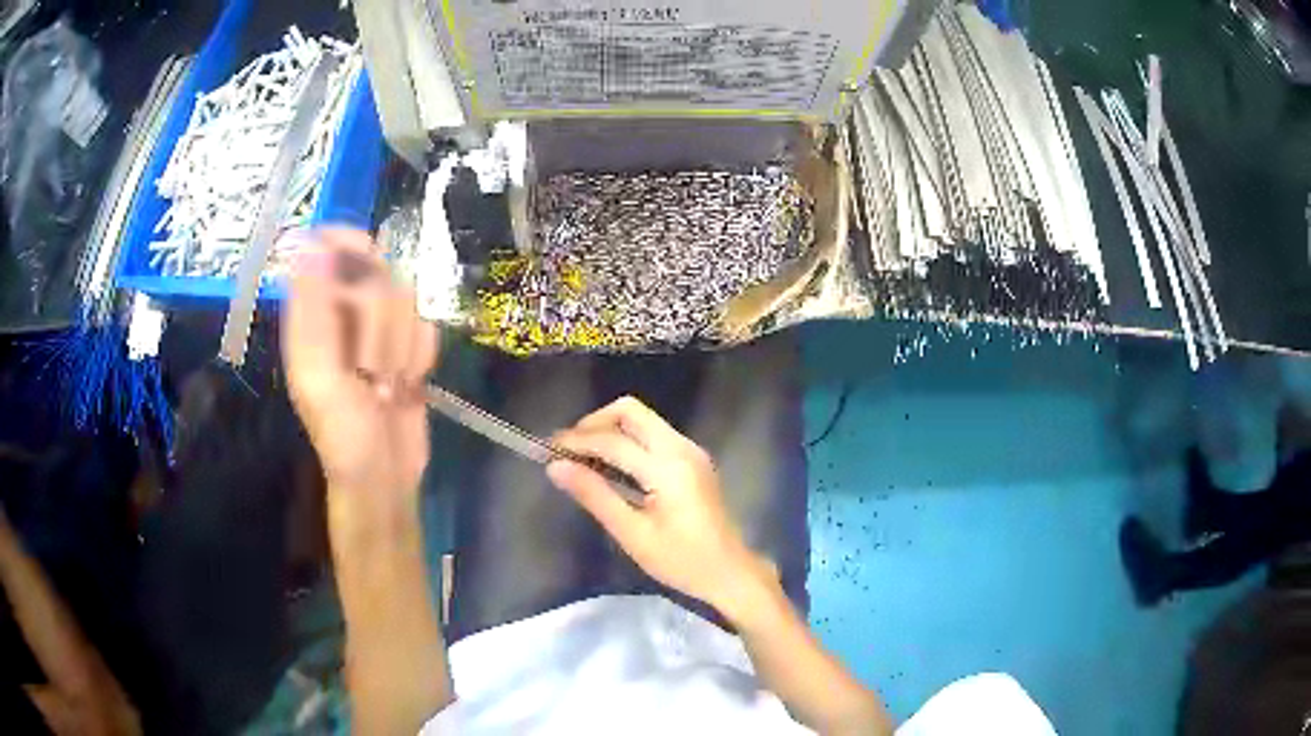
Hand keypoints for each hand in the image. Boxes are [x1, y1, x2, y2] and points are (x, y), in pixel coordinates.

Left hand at [282, 229, 438, 515]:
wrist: (385, 477)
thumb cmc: (344, 436)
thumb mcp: (321, 377)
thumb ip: (315, 311)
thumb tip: (313, 241)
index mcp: (310, 314)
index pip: (327, 245)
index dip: (350, 243)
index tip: (372, 262)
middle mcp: (341, 311)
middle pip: (377, 271)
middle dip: (382, 326)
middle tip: (370, 370)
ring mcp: (376, 327)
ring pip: (407, 297)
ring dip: (402, 346)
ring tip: (387, 384)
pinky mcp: (405, 343)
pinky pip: (426, 324)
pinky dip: (421, 356)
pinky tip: (408, 384)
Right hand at [548, 397, 776, 613]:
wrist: (730, 571)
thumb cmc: (681, 561)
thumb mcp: (633, 535)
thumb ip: (594, 496)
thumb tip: (555, 467)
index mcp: (668, 468)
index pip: (613, 441)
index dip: (576, 442)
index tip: (547, 450)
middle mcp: (681, 448)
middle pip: (631, 411)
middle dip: (594, 423)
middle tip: (569, 449)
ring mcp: (690, 450)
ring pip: (643, 419)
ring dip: (610, 430)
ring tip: (583, 458)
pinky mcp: (692, 458)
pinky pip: (653, 434)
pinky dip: (627, 440)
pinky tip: (611, 466)